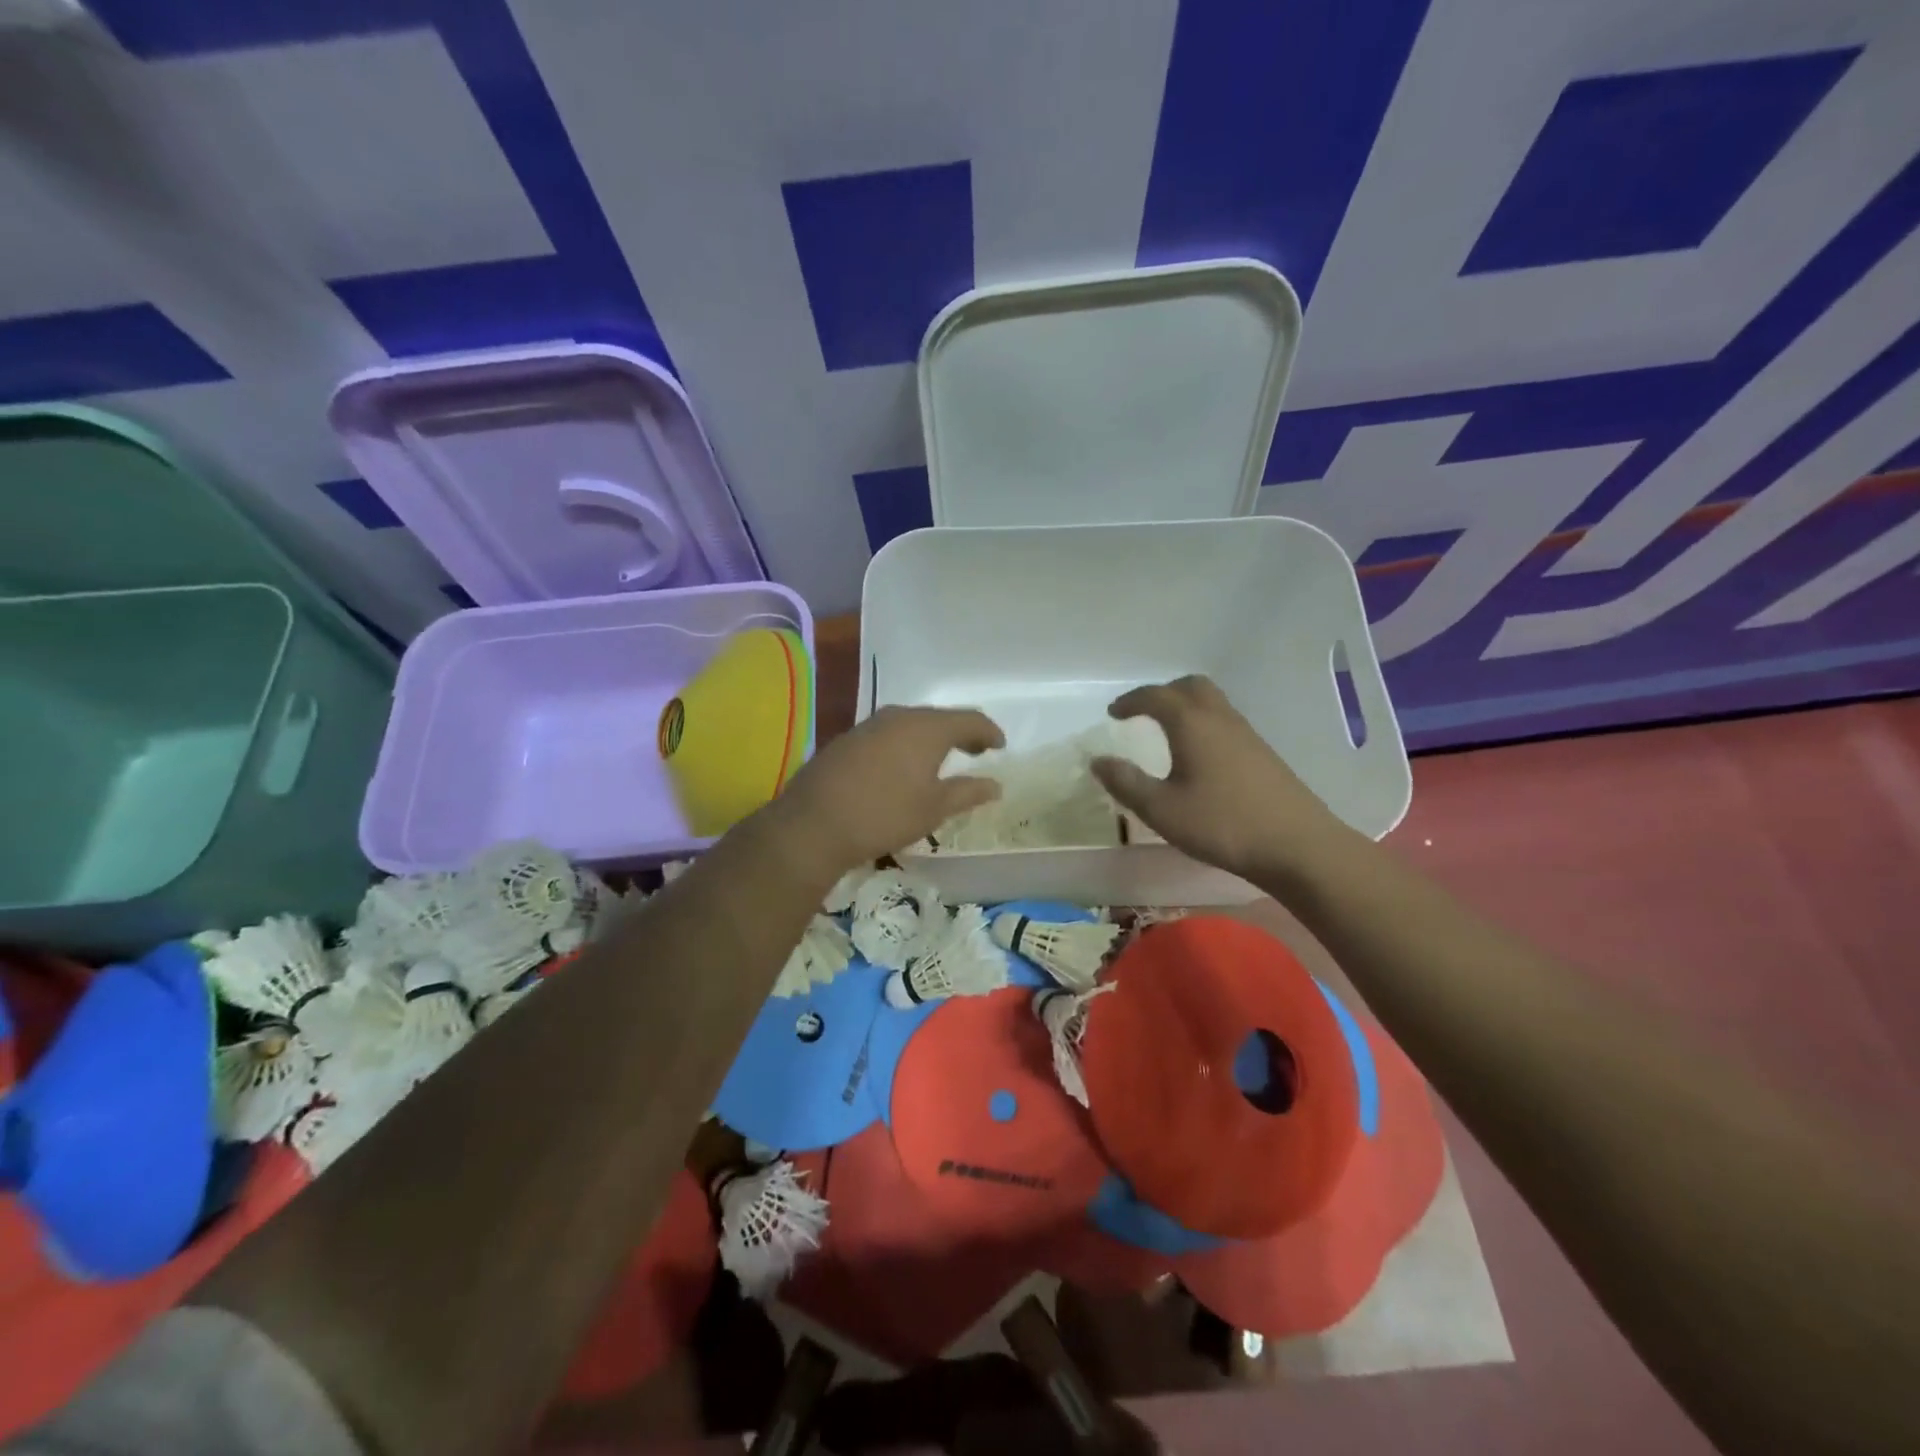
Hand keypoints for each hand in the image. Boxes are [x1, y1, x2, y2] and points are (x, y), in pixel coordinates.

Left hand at [772, 706, 1003, 871]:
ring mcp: (869, 725)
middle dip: (960, 733)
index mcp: (927, 728)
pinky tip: (902, 766)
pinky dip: (905, 745)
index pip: (969, 719)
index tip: (1000, 746)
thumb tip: (995, 785)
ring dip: (930, 738)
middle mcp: (899, 716)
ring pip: (911, 724)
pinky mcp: (848, 739)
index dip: (989, 731)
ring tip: (940, 759)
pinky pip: (888, 734)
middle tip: (975, 751)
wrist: (814, 823)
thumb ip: (968, 792)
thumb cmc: (885, 814)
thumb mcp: (934, 808)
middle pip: (939, 718)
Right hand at [1090, 675, 1354, 884]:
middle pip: (1190, 687)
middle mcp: (1220, 719)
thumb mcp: (1162, 810)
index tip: (1113, 713)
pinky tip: (1200, 756)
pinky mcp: (1263, 754)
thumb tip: (1098, 761)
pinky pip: (1226, 722)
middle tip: (1143, 712)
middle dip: (1163, 693)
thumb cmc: (1222, 825)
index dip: (1131, 701)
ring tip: (1168, 732)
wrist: (1297, 845)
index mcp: (1192, 724)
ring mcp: (1247, 735)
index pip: (1156, 696)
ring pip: (1212, 702)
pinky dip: (1204, 724)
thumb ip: (1126, 783)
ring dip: (1186, 707)